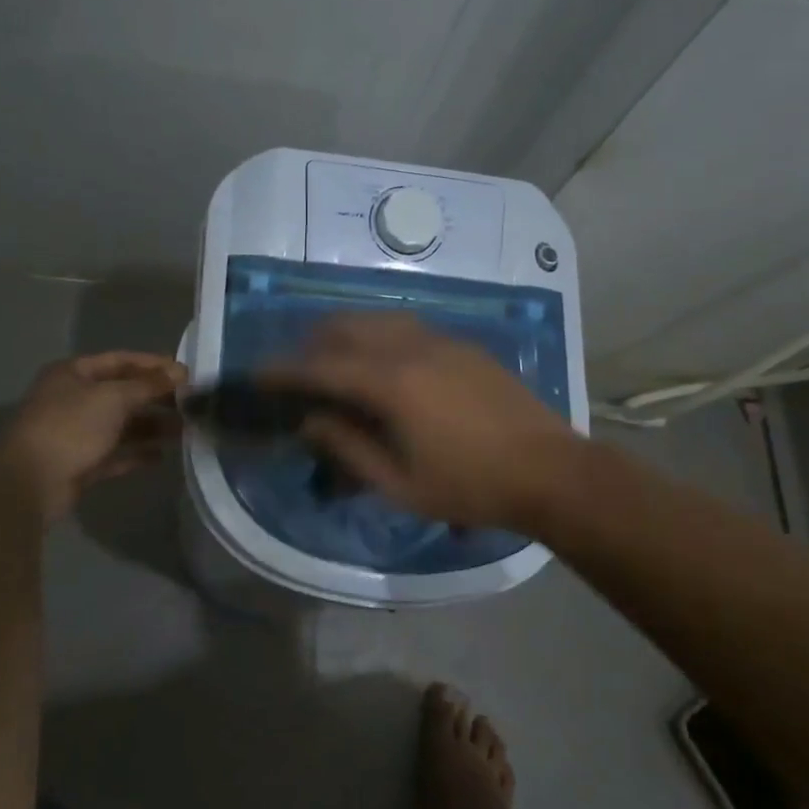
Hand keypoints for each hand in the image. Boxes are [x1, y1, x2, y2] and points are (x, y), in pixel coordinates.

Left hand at [0, 352, 187, 520]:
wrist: (31, 482)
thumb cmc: (71, 427)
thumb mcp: (113, 397)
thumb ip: (148, 385)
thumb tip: (179, 373)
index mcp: (74, 374)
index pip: (120, 361)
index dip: (153, 364)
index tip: (185, 373)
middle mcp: (75, 399)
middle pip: (123, 393)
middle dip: (157, 397)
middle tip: (191, 403)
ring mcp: (78, 433)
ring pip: (122, 425)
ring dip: (152, 426)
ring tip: (185, 430)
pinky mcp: (83, 463)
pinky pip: (116, 453)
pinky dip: (138, 453)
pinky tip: (162, 456)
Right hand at [263, 314, 581, 530]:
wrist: (551, 471)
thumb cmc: (471, 488)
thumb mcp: (400, 484)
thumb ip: (348, 449)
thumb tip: (310, 421)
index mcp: (392, 384)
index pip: (322, 367)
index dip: (285, 371)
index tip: (258, 376)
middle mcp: (412, 348)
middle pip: (346, 328)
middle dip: (311, 343)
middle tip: (296, 371)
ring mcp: (442, 341)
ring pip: (378, 320)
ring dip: (346, 335)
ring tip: (334, 362)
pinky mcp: (465, 346)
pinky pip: (407, 327)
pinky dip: (379, 336)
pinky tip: (383, 362)